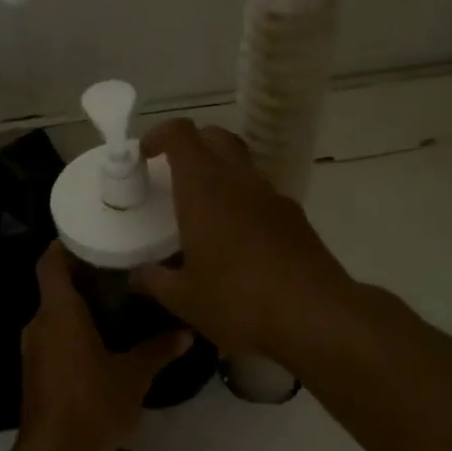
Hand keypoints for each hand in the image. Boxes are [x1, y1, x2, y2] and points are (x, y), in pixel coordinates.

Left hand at [21, 242, 190, 450]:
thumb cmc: (92, 403)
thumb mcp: (134, 375)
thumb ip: (158, 349)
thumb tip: (186, 332)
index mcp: (59, 313)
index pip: (51, 262)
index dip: (65, 245)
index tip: (92, 236)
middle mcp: (39, 324)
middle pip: (55, 286)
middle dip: (83, 276)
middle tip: (119, 269)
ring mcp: (33, 349)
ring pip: (55, 314)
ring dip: (80, 307)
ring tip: (118, 303)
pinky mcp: (35, 371)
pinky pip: (54, 337)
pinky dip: (74, 331)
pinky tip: (103, 341)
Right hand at [129, 120, 351, 361]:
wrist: (315, 316)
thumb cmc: (238, 301)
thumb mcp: (184, 299)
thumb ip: (154, 281)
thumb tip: (136, 276)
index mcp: (204, 189)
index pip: (181, 134)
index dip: (159, 135)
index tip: (145, 155)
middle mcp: (239, 180)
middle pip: (215, 137)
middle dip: (192, 145)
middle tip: (173, 174)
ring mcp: (272, 196)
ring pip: (242, 164)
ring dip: (219, 173)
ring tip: (203, 211)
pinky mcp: (295, 217)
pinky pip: (261, 194)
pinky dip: (243, 201)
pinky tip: (237, 240)